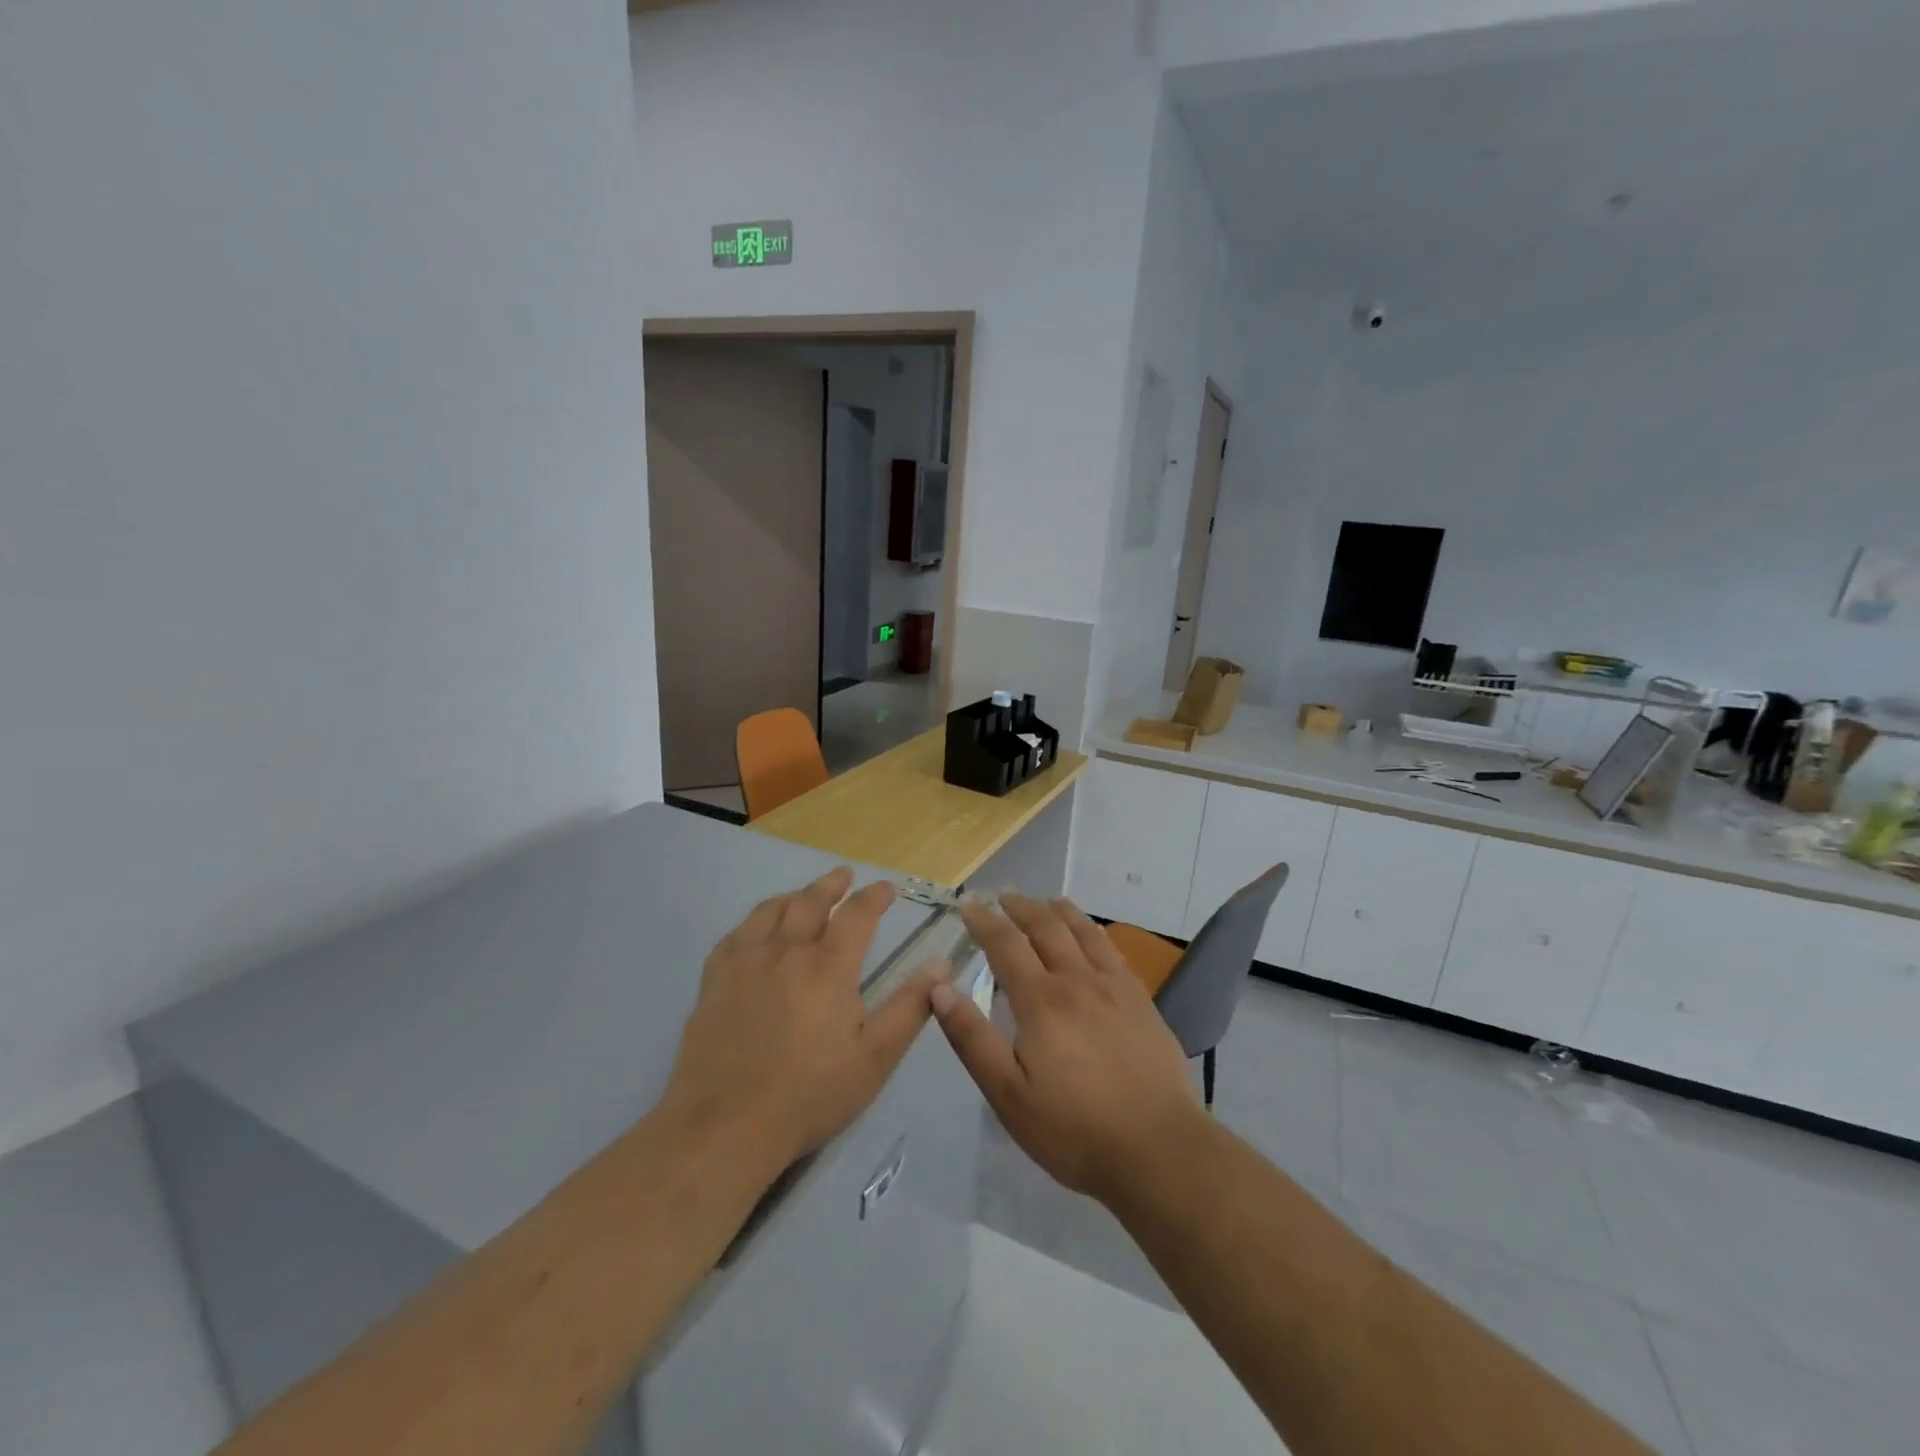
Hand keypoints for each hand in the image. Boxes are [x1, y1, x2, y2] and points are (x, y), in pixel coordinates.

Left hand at [661, 868, 943, 1174]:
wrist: (725, 1126)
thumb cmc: (810, 1094)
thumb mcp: (875, 1057)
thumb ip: (910, 1007)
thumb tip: (941, 965)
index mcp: (829, 967)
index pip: (857, 915)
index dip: (875, 896)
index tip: (887, 888)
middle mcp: (787, 952)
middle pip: (810, 902)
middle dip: (832, 885)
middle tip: (844, 875)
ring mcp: (745, 964)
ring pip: (769, 912)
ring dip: (792, 896)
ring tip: (802, 895)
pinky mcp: (714, 982)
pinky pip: (734, 937)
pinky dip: (752, 923)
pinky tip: (754, 931)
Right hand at [931, 893, 1203, 1206]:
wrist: (1159, 1149)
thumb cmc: (1074, 1129)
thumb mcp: (1008, 1094)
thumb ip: (972, 1039)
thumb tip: (939, 988)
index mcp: (1041, 1001)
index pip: (1005, 945)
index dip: (984, 922)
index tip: (968, 905)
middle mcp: (1077, 980)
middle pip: (1045, 928)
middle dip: (1020, 907)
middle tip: (1002, 895)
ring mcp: (1114, 987)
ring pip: (1082, 932)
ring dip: (1058, 911)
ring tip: (1045, 900)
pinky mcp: (1141, 1001)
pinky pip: (1112, 950)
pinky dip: (1093, 931)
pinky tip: (1091, 935)